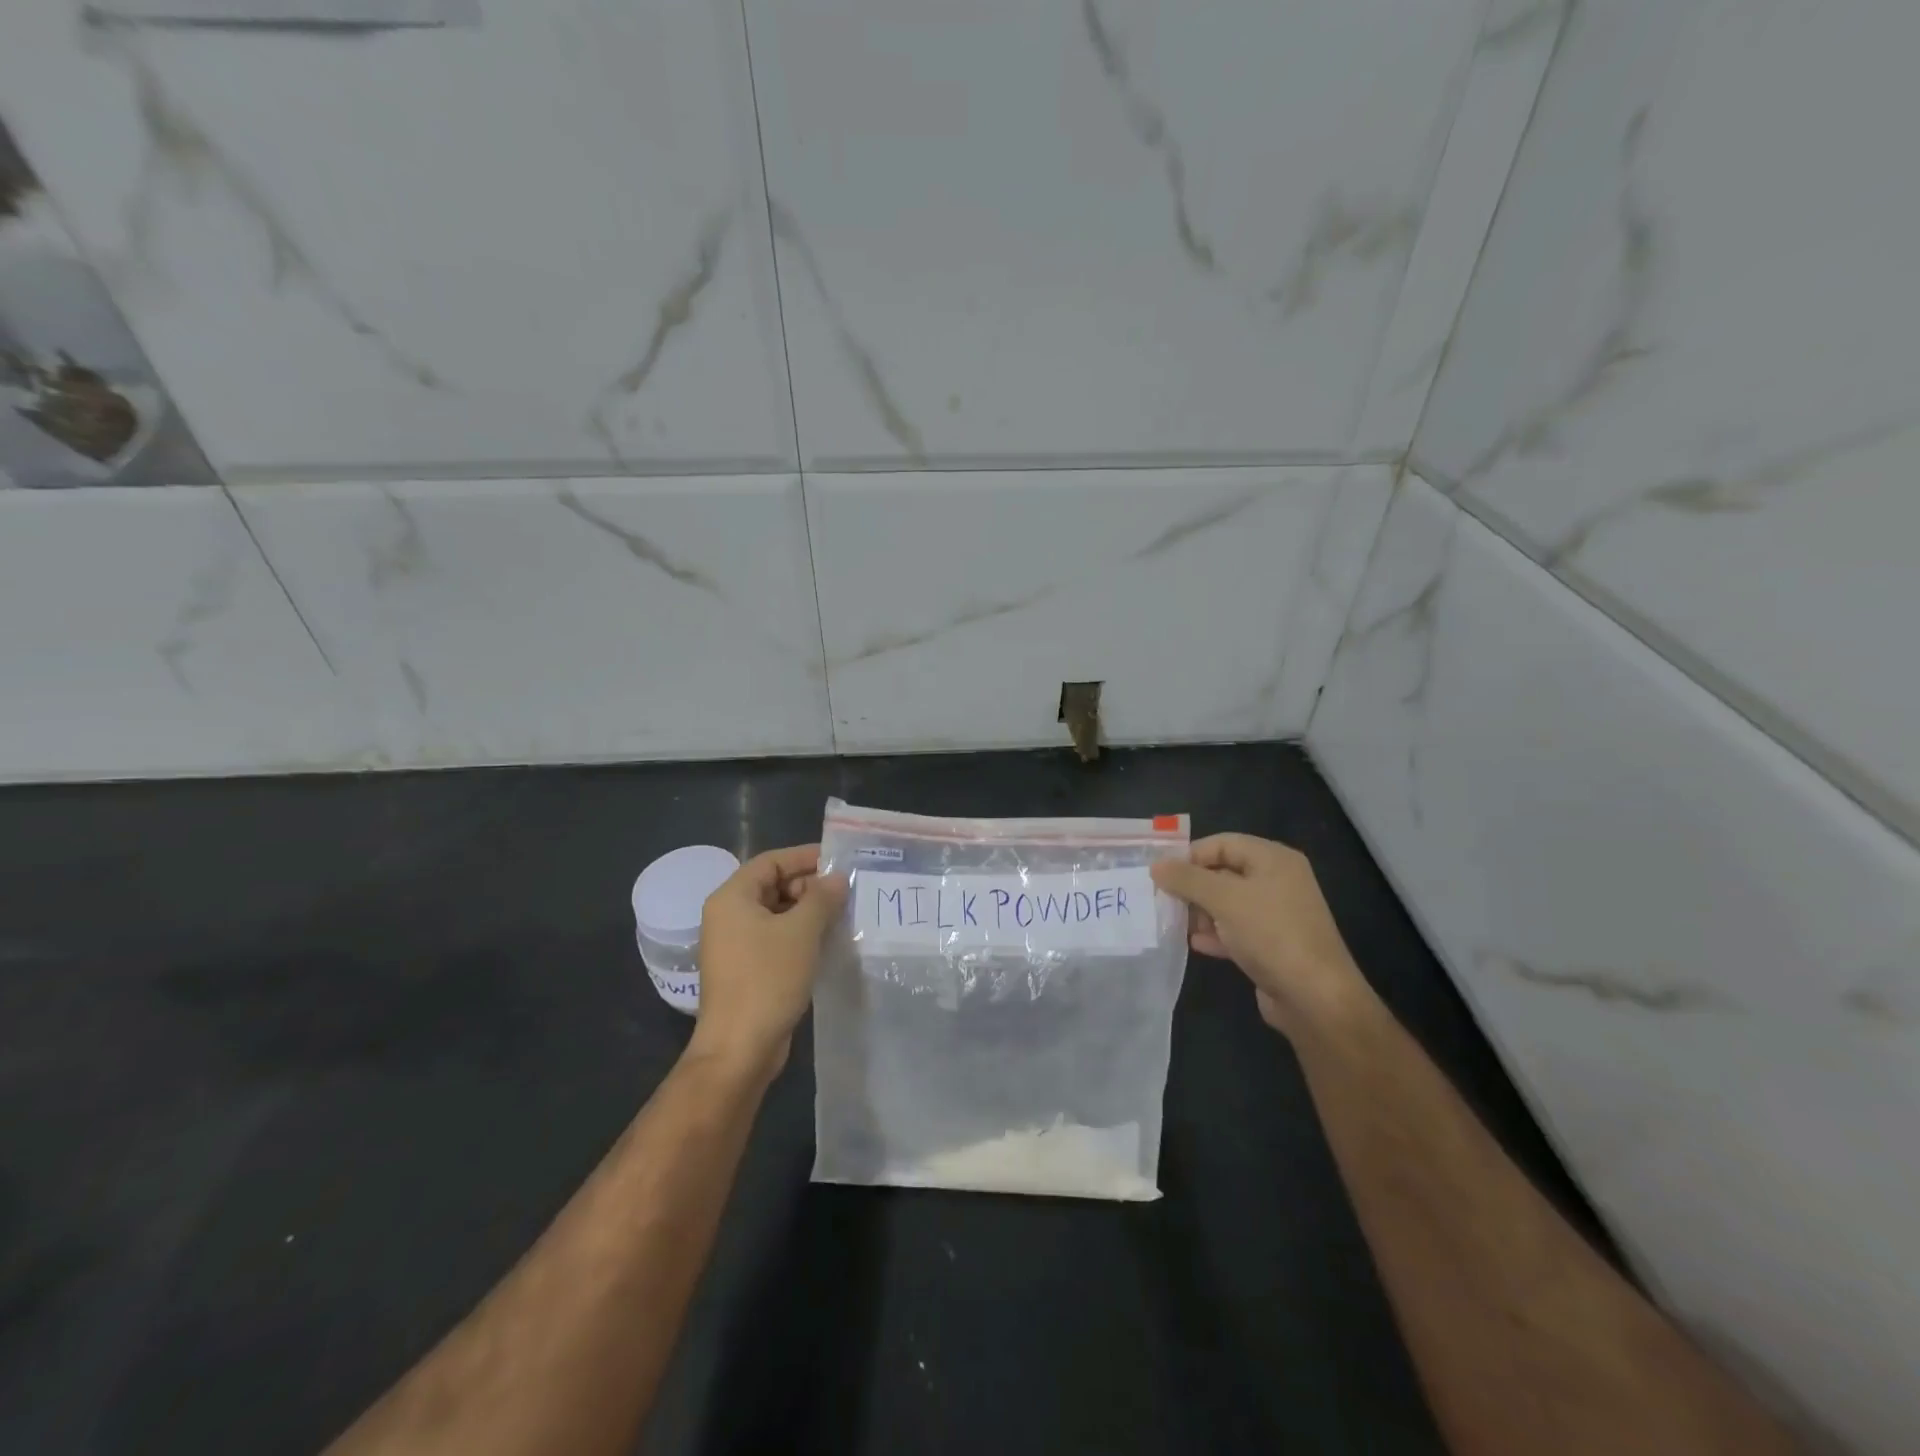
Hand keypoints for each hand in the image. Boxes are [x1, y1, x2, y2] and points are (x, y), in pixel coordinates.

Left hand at [689, 845, 848, 1079]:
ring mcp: (735, 945)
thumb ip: (822, 898)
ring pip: (776, 914)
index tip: (839, 861)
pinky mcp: (746, 969)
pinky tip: (828, 942)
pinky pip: (775, 938)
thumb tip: (838, 878)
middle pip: (773, 885)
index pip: (771, 861)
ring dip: (808, 912)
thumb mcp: (801, 932)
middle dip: (810, 886)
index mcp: (732, 898)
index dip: (805, 857)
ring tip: (843, 915)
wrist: (739, 1049)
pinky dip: (800, 935)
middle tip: (845, 893)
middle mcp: (728, 916)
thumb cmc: (768, 979)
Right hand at [1151, 834, 1369, 1038]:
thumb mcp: (1224, 899)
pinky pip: (1236, 930)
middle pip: (1223, 872)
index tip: (1161, 874)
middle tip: (1163, 899)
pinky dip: (1215, 934)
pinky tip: (1195, 944)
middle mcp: (1277, 881)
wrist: (1315, 998)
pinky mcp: (1272, 945)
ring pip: (1228, 903)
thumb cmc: (1270, 934)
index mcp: (1273, 859)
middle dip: (1193, 885)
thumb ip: (1187, 879)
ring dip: (1201, 911)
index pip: (1222, 843)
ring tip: (1175, 923)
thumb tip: (1156, 865)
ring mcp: (1276, 915)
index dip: (1190, 855)